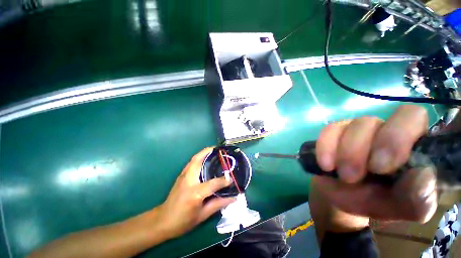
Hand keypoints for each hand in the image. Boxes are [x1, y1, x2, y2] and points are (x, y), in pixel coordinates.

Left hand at [158, 147, 235, 238]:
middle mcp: (188, 180)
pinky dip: (200, 157)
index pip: (213, 183)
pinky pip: (192, 162)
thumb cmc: (183, 221)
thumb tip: (234, 197)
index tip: (231, 179)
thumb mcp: (202, 215)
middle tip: (220, 150)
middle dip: (209, 151)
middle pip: (199, 160)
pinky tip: (206, 159)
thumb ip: (219, 204)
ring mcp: (183, 175)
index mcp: (195, 193)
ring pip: (194, 158)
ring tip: (215, 151)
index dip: (224, 181)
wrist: (163, 220)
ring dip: (204, 152)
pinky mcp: (181, 175)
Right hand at [314, 105, 436, 222]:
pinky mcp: (333, 134)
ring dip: (344, 153)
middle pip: (371, 121)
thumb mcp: (405, 208)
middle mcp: (383, 130)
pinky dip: (325, 148)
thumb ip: (420, 197)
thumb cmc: (380, 202)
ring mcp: (355, 130)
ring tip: (341, 176)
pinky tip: (325, 165)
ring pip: (349, 126)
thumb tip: (423, 174)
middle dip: (359, 149)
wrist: (345, 199)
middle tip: (352, 176)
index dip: (396, 136)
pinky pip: (328, 131)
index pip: (411, 116)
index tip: (380, 167)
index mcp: (410, 142)